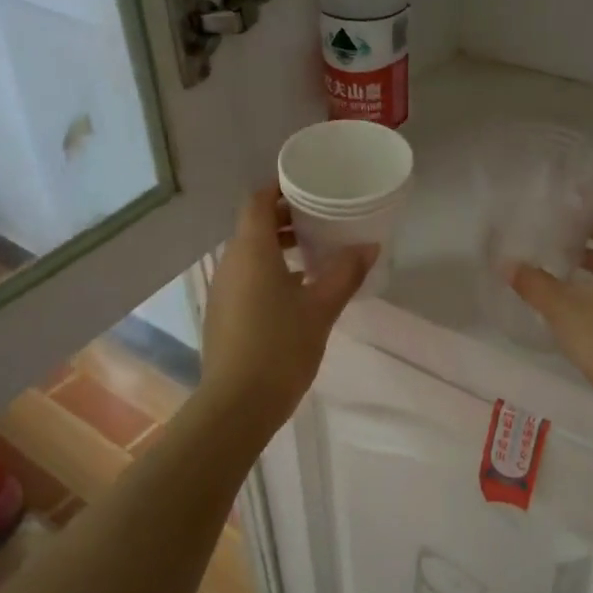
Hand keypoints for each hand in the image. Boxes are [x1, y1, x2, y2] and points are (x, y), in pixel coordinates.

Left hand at [198, 188, 374, 432]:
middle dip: (285, 217)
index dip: (280, 188)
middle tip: (322, 217)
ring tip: (314, 252)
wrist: (237, 404)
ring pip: (249, 252)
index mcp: (251, 251)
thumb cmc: (280, 347)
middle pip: (253, 225)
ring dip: (278, 245)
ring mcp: (223, 289)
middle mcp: (230, 263)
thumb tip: (369, 246)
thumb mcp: (321, 308)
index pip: (258, 201)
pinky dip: (269, 269)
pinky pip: (246, 276)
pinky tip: (297, 289)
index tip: (310, 187)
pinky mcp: (223, 313)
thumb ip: (345, 273)